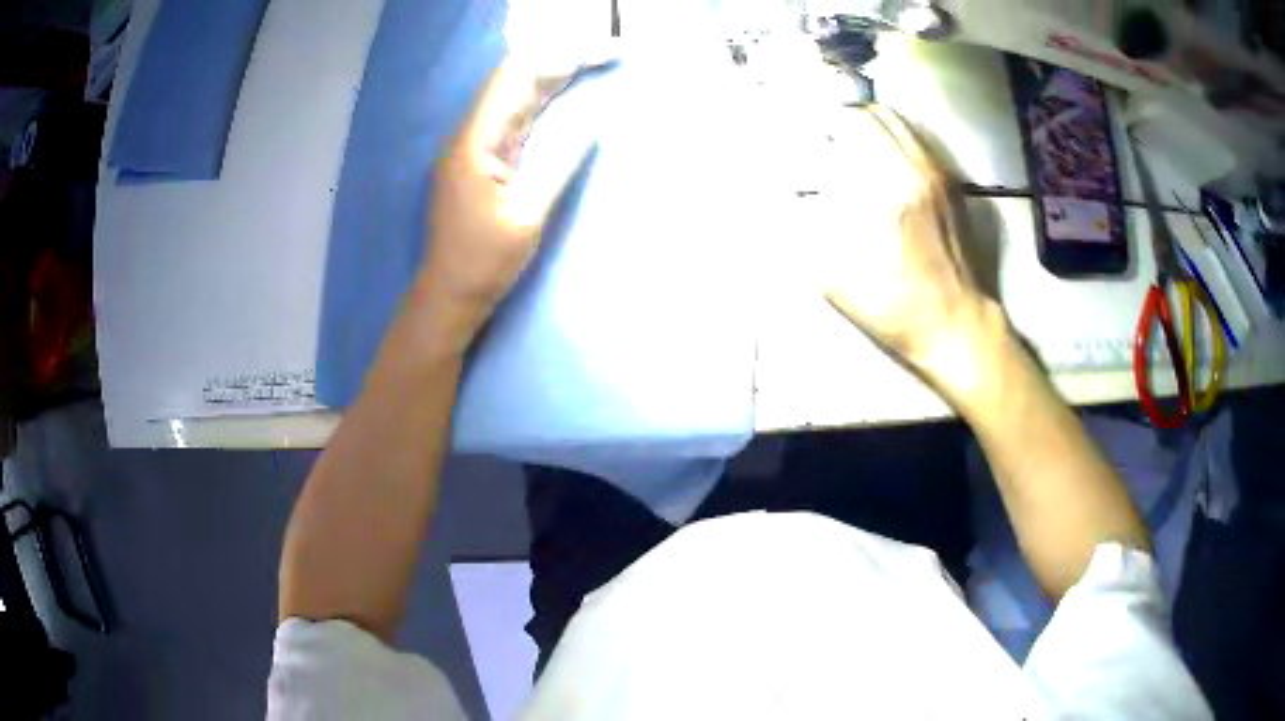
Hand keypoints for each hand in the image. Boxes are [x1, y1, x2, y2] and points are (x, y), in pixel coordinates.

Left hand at [418, 53, 596, 348]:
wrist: (448, 295)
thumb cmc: (483, 262)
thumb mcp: (527, 216)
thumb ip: (558, 164)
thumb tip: (592, 124)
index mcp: (475, 142)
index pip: (515, 78)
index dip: (559, 57)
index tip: (602, 52)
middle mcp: (470, 135)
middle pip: (514, 80)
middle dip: (560, 60)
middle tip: (609, 54)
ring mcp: (474, 147)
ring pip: (514, 97)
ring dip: (553, 77)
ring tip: (595, 64)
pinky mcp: (482, 161)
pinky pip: (514, 119)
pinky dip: (543, 103)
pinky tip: (565, 95)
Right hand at [816, 105, 1000, 391]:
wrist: (958, 327)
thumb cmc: (897, 309)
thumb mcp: (836, 280)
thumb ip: (805, 232)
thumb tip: (787, 198)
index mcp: (887, 190)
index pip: (852, 126)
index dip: (824, 124)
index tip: (807, 136)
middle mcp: (917, 171)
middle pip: (877, 114)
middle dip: (846, 118)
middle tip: (828, 136)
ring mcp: (941, 177)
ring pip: (903, 124)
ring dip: (873, 125)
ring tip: (854, 143)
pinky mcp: (954, 188)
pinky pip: (921, 143)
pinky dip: (897, 140)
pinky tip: (885, 161)